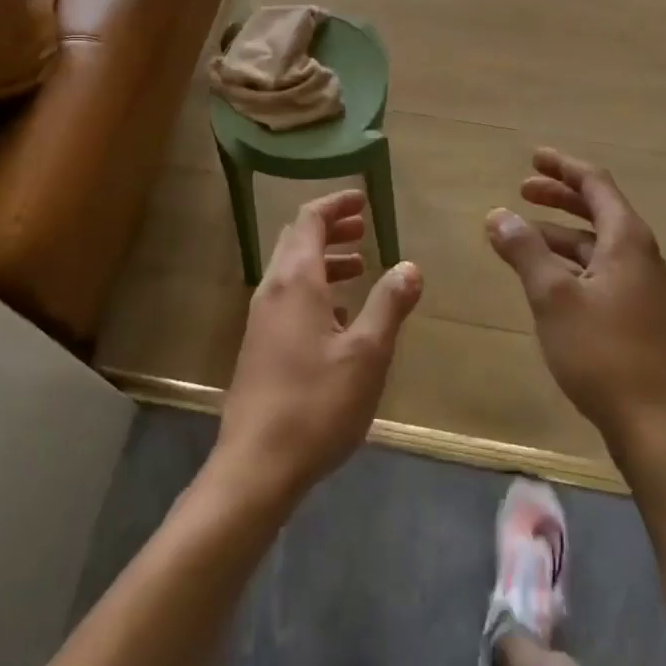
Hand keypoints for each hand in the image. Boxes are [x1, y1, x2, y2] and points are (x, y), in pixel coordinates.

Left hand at [214, 190, 422, 509]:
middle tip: (364, 227)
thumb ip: (389, 304)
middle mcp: (273, 291)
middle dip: (330, 229)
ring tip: (360, 267)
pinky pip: (288, 299)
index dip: (336, 204)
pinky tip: (339, 316)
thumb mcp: (367, 353)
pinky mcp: (259, 347)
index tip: (363, 199)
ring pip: (292, 271)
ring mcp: (261, 320)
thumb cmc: (316, 403)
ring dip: (324, 260)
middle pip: (297, 241)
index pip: (310, 220)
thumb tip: (409, 266)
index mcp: (296, 281)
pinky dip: (315, 290)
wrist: (256, 466)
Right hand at [485, 149, 665, 458]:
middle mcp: (638, 254)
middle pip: (597, 209)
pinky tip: (544, 276)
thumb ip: (525, 251)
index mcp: (626, 239)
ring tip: (521, 234)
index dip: (563, 167)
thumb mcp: (553, 297)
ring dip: (559, 232)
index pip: (595, 184)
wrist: (655, 424)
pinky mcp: (635, 313)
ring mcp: (640, 285)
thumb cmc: (603, 353)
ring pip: (595, 243)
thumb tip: (498, 214)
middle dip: (559, 196)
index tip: (532, 158)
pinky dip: (568, 261)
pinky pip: (597, 269)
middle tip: (522, 189)